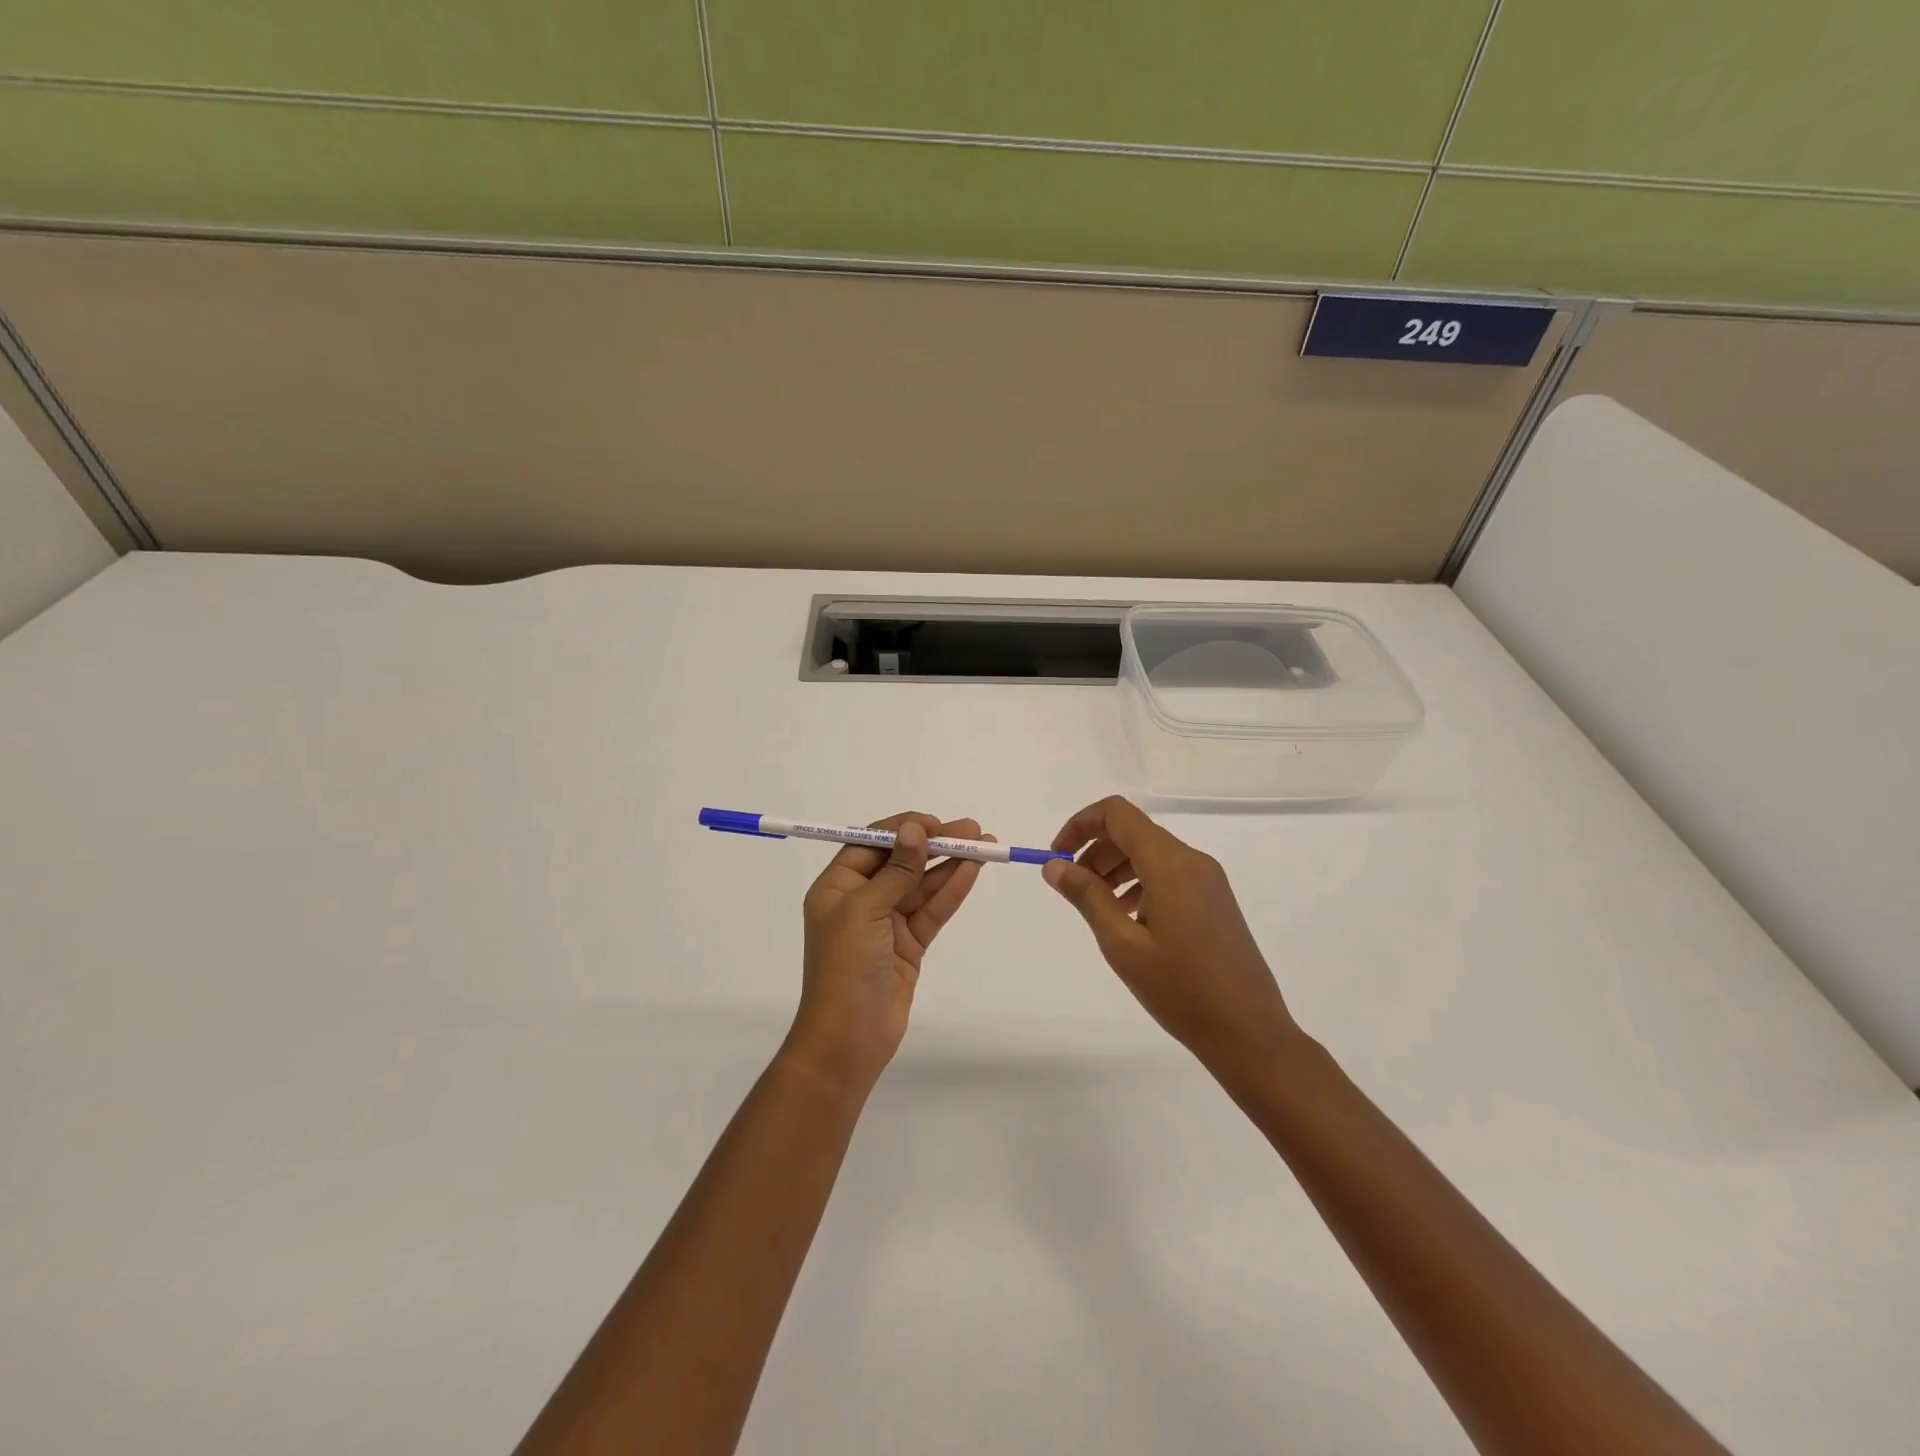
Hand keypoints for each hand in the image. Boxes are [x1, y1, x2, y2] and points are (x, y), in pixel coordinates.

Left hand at [786, 812, 988, 1097]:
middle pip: (902, 861)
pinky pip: (932, 910)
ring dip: (951, 864)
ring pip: (922, 885)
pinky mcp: (908, 944)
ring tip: (986, 844)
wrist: (848, 1039)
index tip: (935, 823)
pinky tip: (973, 871)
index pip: (871, 844)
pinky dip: (952, 890)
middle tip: (973, 829)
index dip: (903, 829)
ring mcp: (886, 923)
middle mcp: (860, 899)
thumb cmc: (845, 966)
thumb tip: (914, 830)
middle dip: (936, 844)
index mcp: (836, 886)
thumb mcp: (864, 911)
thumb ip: (895, 870)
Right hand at [1044, 796, 1299, 1075]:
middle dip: (1095, 850)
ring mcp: (1208, 880)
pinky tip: (1129, 919)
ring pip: (1150, 853)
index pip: (1117, 813)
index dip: (1080, 825)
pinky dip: (1139, 883)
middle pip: (1133, 831)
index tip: (1058, 857)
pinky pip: (1169, 874)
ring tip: (1097, 907)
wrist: (1249, 1033)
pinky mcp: (1215, 900)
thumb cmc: (1180, 989)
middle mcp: (1192, 860)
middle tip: (1072, 888)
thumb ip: (1086, 896)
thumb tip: (1054, 865)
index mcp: (1170, 863)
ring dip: (1115, 868)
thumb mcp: (1122, 944)